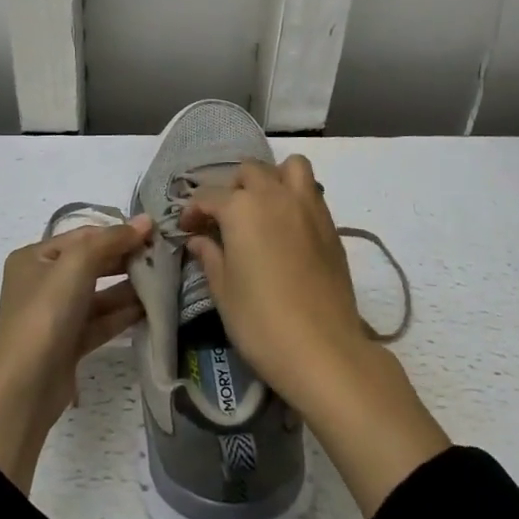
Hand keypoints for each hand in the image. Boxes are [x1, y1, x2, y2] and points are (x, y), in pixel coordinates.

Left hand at [0, 214, 152, 491]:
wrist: (24, 387)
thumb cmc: (46, 313)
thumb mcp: (76, 265)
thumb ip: (111, 240)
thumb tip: (145, 221)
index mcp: (34, 258)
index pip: (82, 236)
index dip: (116, 232)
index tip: (153, 232)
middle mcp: (42, 283)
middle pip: (90, 264)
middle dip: (124, 259)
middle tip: (162, 257)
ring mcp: (55, 315)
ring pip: (97, 294)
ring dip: (127, 288)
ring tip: (162, 281)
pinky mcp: (68, 344)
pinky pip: (99, 321)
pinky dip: (121, 315)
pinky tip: (149, 309)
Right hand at [183, 157, 448, 516]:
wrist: (324, 350)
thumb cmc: (261, 322)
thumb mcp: (224, 291)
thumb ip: (210, 256)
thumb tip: (199, 239)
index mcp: (241, 208)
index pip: (209, 196)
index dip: (193, 211)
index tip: (187, 229)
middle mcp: (275, 195)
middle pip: (250, 171)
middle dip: (233, 188)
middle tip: (225, 219)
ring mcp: (308, 207)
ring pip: (290, 167)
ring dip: (273, 178)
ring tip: (263, 208)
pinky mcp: (330, 226)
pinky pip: (311, 192)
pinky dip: (296, 197)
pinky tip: (287, 229)